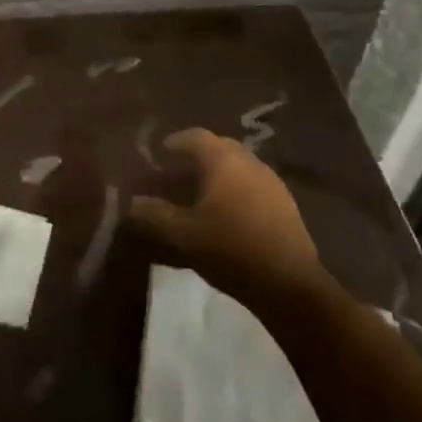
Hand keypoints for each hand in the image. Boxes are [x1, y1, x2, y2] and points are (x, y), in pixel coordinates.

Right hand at [130, 129, 329, 310]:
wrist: (289, 285)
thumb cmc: (231, 249)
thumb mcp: (182, 235)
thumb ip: (153, 215)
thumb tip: (132, 203)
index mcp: (225, 162)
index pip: (196, 136)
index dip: (175, 142)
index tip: (160, 154)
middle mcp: (250, 163)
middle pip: (220, 147)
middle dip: (197, 156)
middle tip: (177, 173)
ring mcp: (272, 183)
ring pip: (239, 167)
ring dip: (218, 174)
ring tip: (200, 195)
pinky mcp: (286, 206)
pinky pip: (253, 185)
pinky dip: (235, 190)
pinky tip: (226, 214)